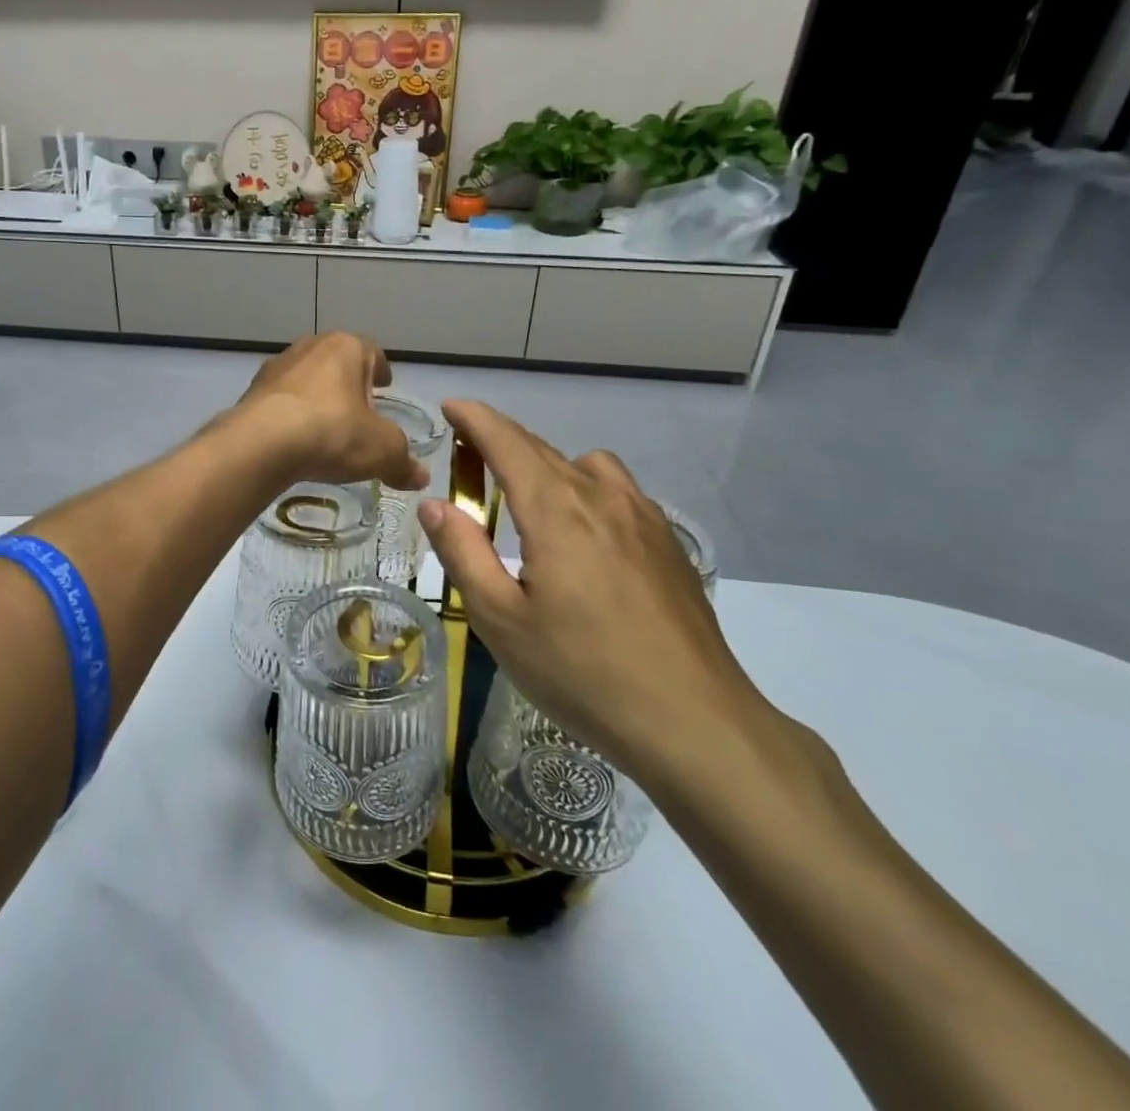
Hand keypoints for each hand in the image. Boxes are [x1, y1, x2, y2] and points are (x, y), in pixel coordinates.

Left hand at [228, 334, 427, 491]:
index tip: (385, 386)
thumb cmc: (332, 432)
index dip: (381, 370)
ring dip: (317, 397)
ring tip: (326, 428)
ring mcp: (277, 366)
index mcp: (347, 347)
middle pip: (337, 362)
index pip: (372, 352)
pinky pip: (282, 400)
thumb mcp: (381, 450)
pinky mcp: (252, 390)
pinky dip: (292, 414)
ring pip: (307, 378)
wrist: (261, 444)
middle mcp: (311, 346)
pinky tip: (296, 439)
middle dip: (348, 384)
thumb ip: (402, 461)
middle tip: (359, 411)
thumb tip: (420, 477)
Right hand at [416, 400, 767, 785]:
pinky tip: (585, 540)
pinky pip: (619, 493)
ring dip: (550, 467)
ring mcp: (644, 518)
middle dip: (503, 442)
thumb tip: (435, 505)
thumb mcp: (500, 620)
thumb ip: (462, 553)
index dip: (476, 418)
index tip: (451, 406)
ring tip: (531, 506)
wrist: (694, 722)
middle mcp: (602, 498)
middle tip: (470, 461)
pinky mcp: (669, 544)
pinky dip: (588, 491)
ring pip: (588, 466)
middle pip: (544, 450)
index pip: (508, 442)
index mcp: (557, 511)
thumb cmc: (582, 673)